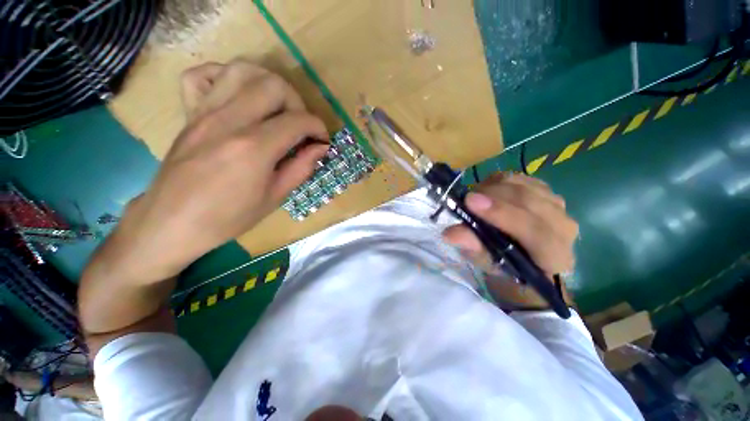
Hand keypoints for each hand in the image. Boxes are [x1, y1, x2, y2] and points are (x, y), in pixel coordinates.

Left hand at [109, 60, 329, 282]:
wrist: (171, 222)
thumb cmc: (228, 217)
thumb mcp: (274, 198)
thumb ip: (301, 168)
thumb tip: (320, 148)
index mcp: (254, 149)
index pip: (298, 120)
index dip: (318, 127)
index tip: (322, 140)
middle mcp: (229, 121)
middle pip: (273, 85)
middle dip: (297, 103)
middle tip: (299, 126)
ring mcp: (204, 112)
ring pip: (242, 70)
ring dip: (268, 84)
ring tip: (276, 109)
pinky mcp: (189, 113)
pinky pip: (202, 75)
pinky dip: (225, 77)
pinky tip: (238, 98)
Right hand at [442, 173, 578, 306]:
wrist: (520, 254)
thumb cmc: (502, 264)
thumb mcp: (484, 261)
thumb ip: (473, 247)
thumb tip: (450, 233)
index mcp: (555, 256)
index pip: (536, 232)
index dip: (502, 215)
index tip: (470, 202)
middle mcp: (564, 228)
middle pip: (530, 202)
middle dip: (493, 196)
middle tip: (465, 198)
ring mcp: (557, 205)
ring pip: (523, 186)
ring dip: (492, 188)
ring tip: (473, 198)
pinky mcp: (545, 189)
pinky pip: (519, 178)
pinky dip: (497, 182)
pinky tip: (486, 192)